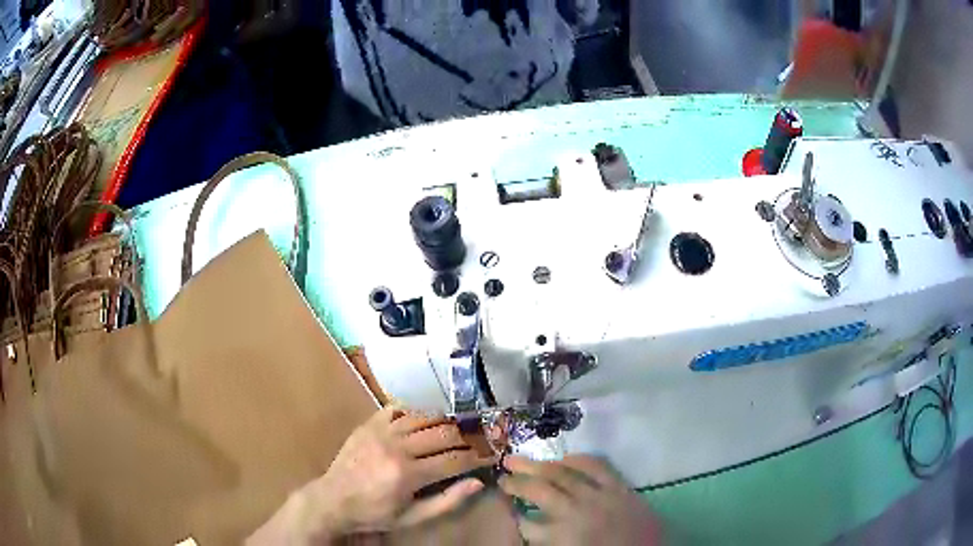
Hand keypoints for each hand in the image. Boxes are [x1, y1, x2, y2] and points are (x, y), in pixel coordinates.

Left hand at [248, 407, 495, 543]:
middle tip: (477, 440)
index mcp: (408, 475)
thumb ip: (447, 502)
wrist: (333, 499)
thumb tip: (477, 483)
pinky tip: (424, 417)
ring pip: (423, 416)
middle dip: (466, 437)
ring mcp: (381, 432)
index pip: (454, 460)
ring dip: (444, 421)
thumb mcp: (412, 518)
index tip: (489, 456)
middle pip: (443, 433)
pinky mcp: (369, 424)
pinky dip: (415, 410)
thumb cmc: (375, 513)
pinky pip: (398, 408)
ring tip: (456, 427)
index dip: (476, 457)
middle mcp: (397, 448)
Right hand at [499, 455, 660, 544]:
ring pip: (562, 474)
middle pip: (539, 490)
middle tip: (502, 472)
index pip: (526, 522)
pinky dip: (578, 459)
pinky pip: (597, 466)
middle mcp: (575, 512)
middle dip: (516, 481)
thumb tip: (527, 522)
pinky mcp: (620, 488)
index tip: (503, 503)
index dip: (512, 512)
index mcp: (561, 536)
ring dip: (538, 465)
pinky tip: (564, 457)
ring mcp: (599, 497)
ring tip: (520, 459)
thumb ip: (545, 539)